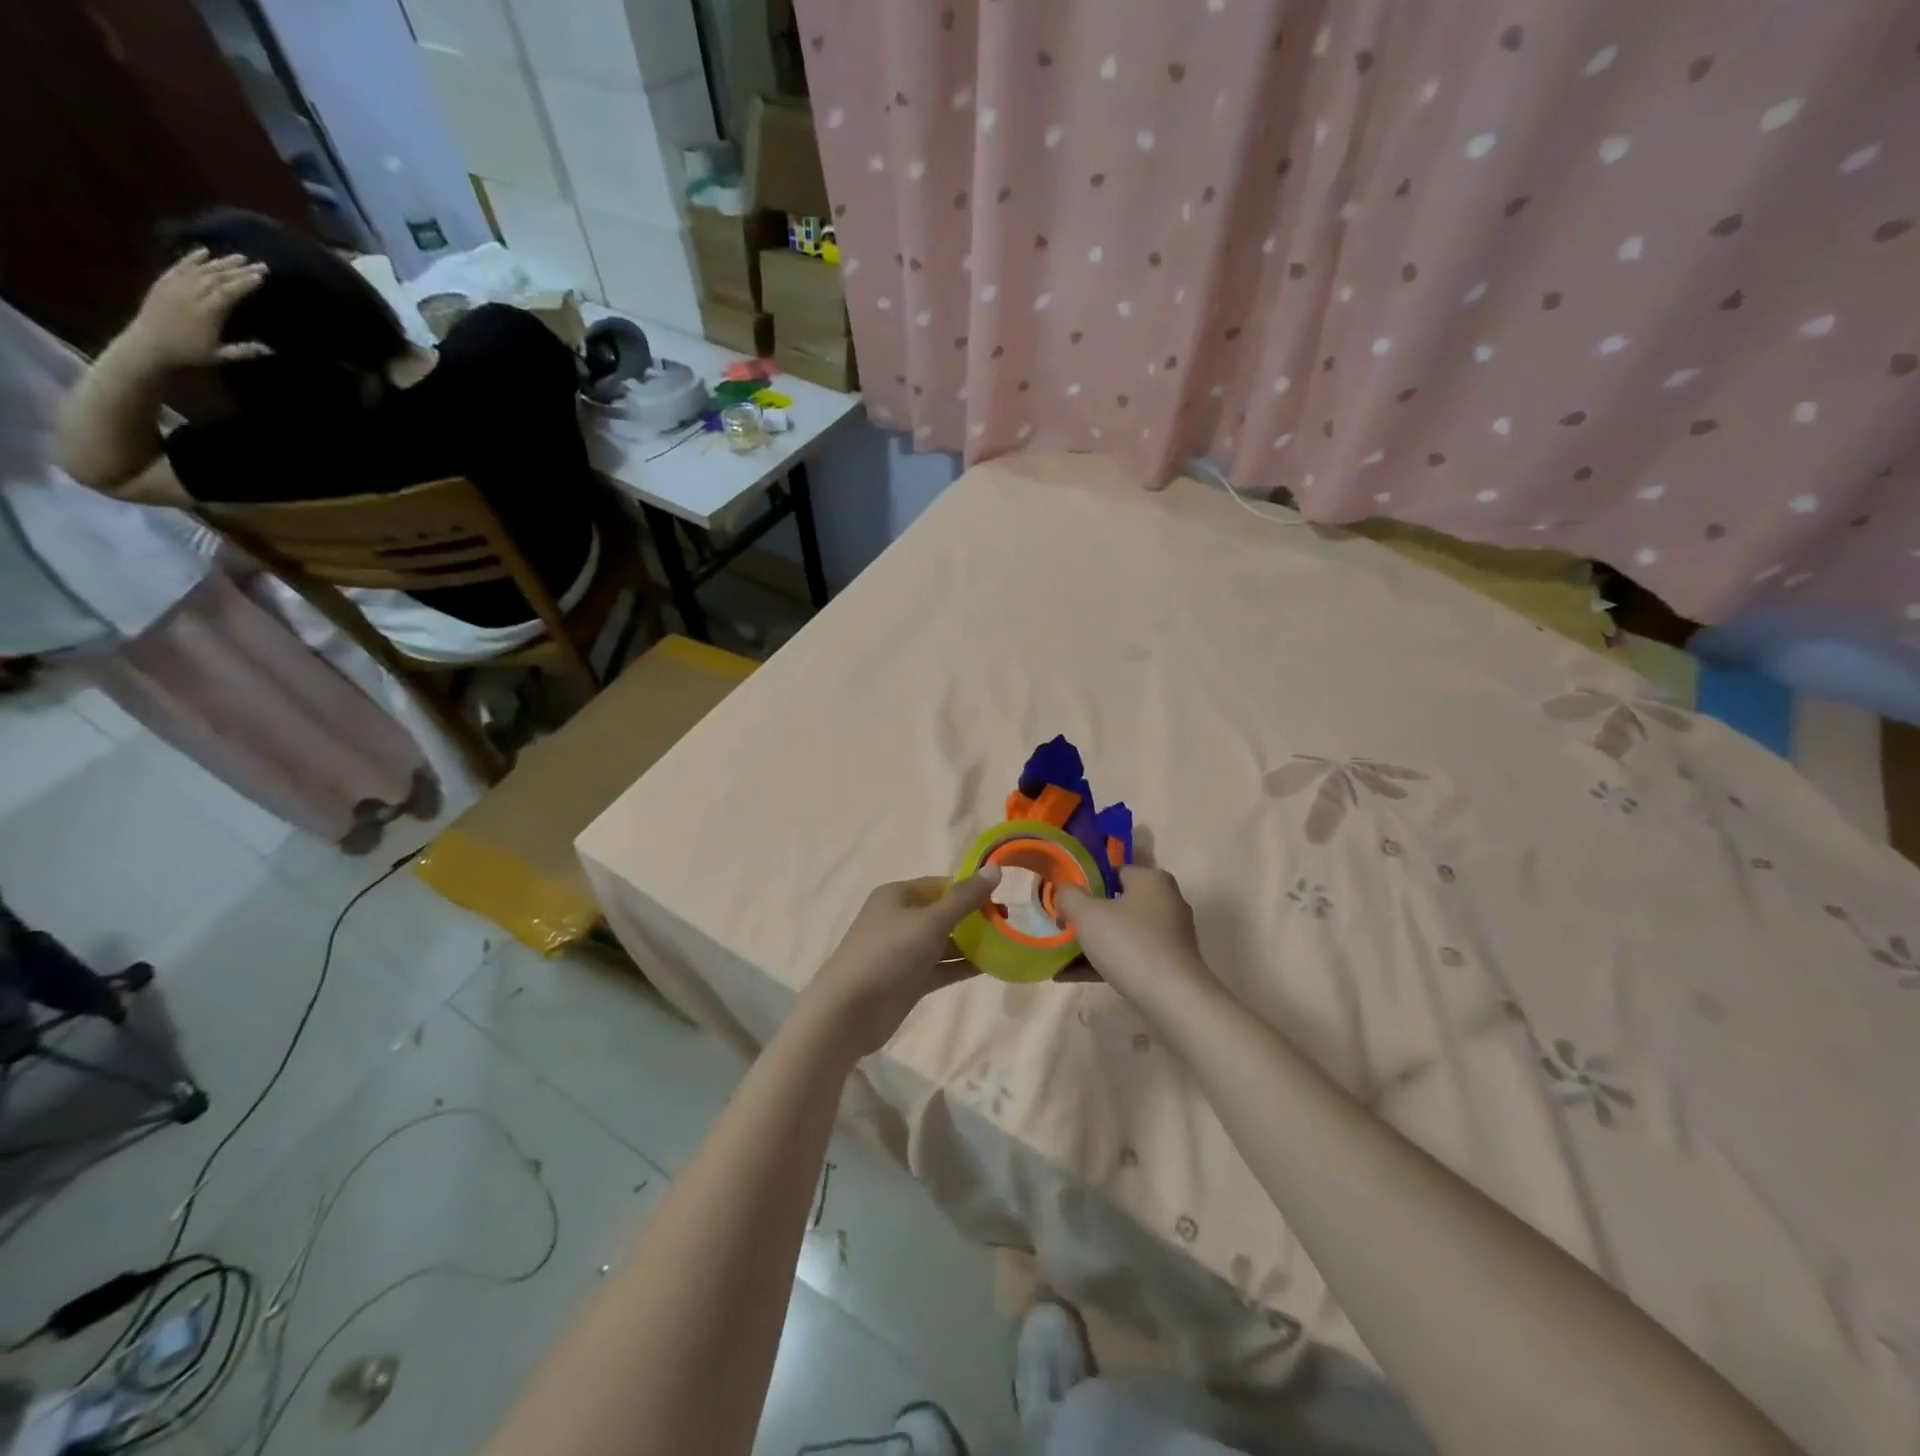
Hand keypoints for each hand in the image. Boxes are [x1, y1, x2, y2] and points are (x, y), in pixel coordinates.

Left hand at [124, 249, 270, 367]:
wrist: (148, 344)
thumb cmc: (188, 353)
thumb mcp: (220, 356)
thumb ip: (244, 351)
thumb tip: (271, 349)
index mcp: (207, 313)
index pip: (229, 293)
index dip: (245, 283)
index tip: (261, 276)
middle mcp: (190, 295)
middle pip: (217, 277)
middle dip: (238, 270)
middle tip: (257, 263)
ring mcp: (174, 286)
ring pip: (200, 269)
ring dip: (220, 261)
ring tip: (237, 256)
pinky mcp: (163, 283)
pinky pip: (179, 267)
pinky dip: (191, 258)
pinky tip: (203, 251)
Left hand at [803, 869, 1001, 1057]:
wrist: (848, 1011)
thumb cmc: (888, 954)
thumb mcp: (930, 921)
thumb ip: (965, 898)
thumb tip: (996, 869)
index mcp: (897, 895)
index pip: (941, 884)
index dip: (970, 889)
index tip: (1002, 898)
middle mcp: (899, 919)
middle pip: (943, 912)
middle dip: (974, 918)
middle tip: (1008, 924)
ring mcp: (903, 951)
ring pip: (944, 942)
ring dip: (972, 944)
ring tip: (1007, 945)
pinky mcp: (909, 980)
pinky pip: (941, 967)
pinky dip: (962, 966)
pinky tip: (992, 967)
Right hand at [1056, 866, 1218, 1009]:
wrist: (1173, 999)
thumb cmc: (1129, 944)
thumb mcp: (1087, 914)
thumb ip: (1069, 896)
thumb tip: (1065, 892)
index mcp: (1151, 879)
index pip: (1113, 870)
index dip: (1085, 882)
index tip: (1064, 898)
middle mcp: (1165, 901)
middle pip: (1117, 903)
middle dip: (1087, 915)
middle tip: (1061, 925)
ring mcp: (1170, 935)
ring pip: (1122, 932)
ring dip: (1092, 942)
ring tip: (1060, 955)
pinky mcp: (1169, 963)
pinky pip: (1130, 956)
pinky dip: (1104, 962)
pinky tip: (1072, 975)